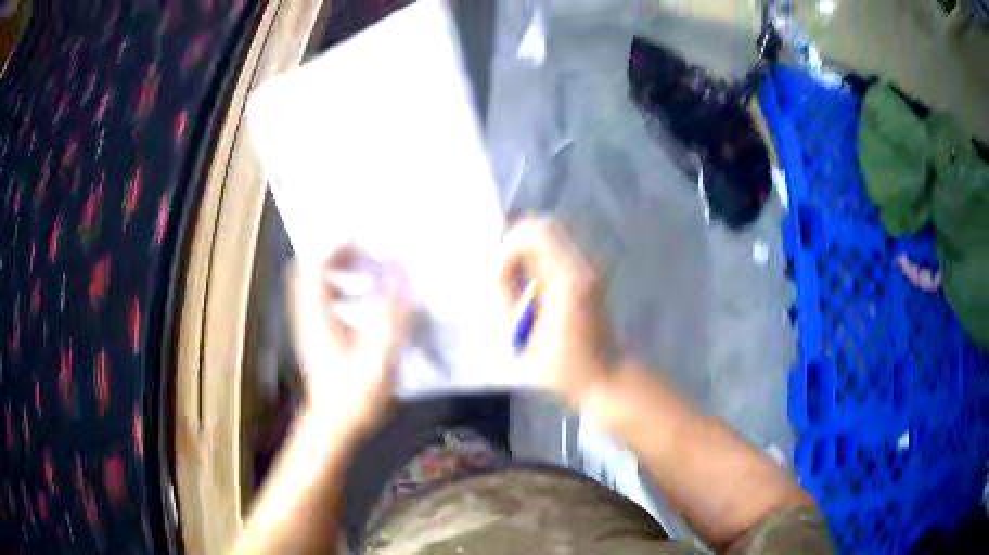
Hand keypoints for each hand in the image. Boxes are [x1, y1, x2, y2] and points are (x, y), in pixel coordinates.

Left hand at [291, 245, 410, 440]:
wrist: (335, 427)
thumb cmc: (354, 394)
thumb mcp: (378, 354)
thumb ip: (391, 313)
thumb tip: (402, 274)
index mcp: (316, 315)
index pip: (314, 265)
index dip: (336, 246)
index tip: (364, 238)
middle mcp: (308, 315)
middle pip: (314, 270)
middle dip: (341, 255)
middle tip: (372, 255)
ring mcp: (311, 326)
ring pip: (319, 284)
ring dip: (343, 271)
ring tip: (373, 273)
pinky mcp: (320, 338)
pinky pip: (327, 300)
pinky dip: (345, 289)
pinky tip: (369, 302)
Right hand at [500, 218, 612, 409]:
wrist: (606, 377)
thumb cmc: (563, 368)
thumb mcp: (523, 339)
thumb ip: (507, 298)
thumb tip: (499, 268)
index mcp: (567, 280)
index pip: (535, 233)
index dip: (510, 247)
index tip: (502, 275)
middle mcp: (583, 266)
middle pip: (545, 226)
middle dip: (517, 242)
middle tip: (505, 271)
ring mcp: (590, 269)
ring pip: (552, 234)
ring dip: (528, 249)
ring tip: (516, 280)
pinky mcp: (591, 275)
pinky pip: (559, 249)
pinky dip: (539, 257)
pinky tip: (531, 285)